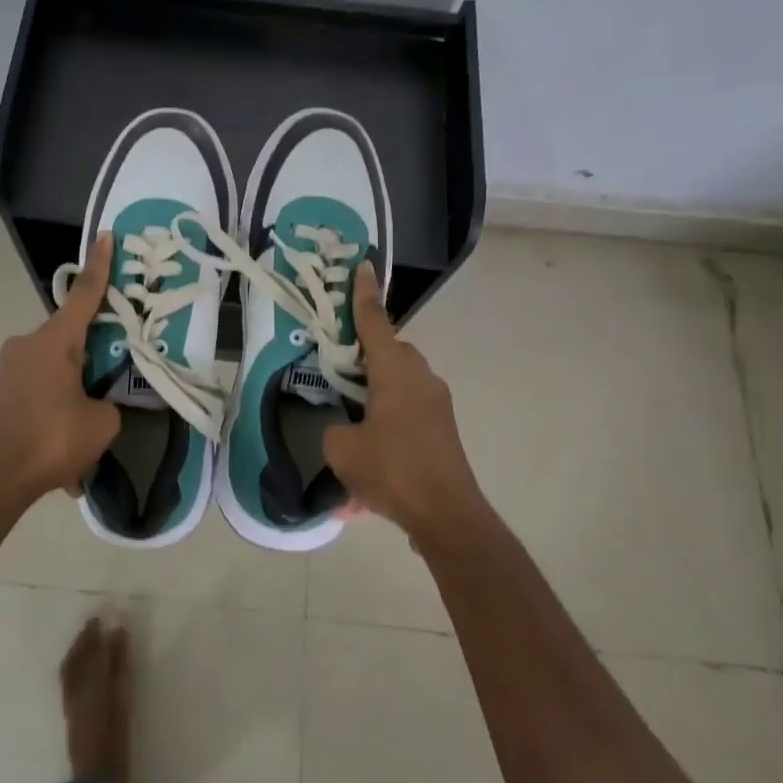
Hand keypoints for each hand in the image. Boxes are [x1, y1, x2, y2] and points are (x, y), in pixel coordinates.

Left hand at [0, 234, 122, 504]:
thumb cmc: (52, 439)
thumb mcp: (102, 423)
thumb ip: (108, 403)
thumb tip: (98, 404)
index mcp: (55, 341)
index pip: (85, 294)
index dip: (100, 266)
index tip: (106, 236)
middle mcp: (28, 344)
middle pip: (70, 336)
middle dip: (92, 352)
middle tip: (113, 371)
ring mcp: (10, 368)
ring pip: (54, 367)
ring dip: (73, 389)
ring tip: (87, 428)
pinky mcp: (1, 392)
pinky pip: (39, 391)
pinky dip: (55, 411)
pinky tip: (64, 452)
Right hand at [323, 262, 483, 542]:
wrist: (447, 516)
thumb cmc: (392, 470)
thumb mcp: (342, 449)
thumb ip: (335, 428)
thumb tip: (344, 429)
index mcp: (395, 371)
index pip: (374, 323)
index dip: (363, 295)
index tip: (363, 266)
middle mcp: (420, 378)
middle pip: (388, 353)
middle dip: (364, 357)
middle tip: (337, 371)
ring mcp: (436, 404)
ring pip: (398, 384)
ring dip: (376, 395)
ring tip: (351, 425)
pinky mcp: (442, 429)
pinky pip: (408, 413)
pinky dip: (388, 425)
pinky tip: (369, 468)